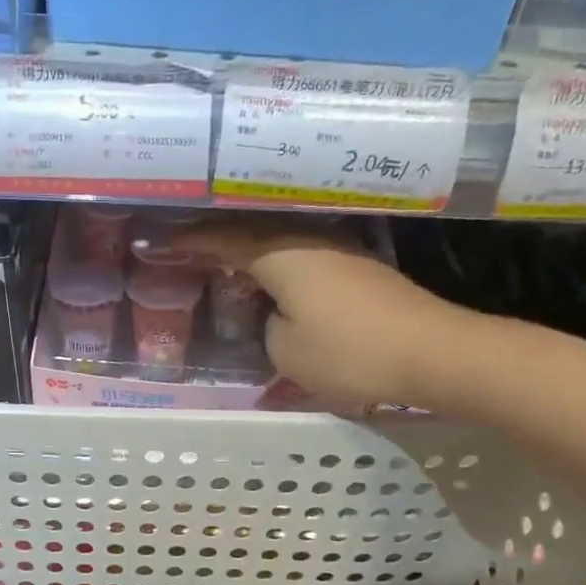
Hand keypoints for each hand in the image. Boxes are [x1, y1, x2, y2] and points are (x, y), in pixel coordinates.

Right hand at [145, 220, 486, 411]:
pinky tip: (268, 281)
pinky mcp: (358, 270)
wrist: (432, 353)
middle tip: (183, 246)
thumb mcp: (287, 351)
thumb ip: (267, 327)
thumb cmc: (350, 352)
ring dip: (247, 250)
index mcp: (282, 253)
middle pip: (251, 230)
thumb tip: (275, 315)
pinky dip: (275, 266)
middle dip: (214, 238)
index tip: (153, 241)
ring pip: (279, 242)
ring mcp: (338, 251)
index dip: (187, 242)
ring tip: (219, 261)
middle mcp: (309, 239)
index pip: (222, 239)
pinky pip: (301, 258)